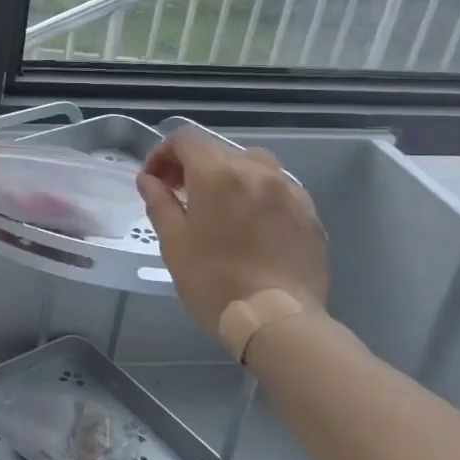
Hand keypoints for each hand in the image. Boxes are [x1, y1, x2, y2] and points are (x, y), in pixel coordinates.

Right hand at [136, 129, 328, 333]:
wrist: (276, 320)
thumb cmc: (213, 280)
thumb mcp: (173, 241)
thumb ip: (159, 201)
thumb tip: (149, 179)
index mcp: (218, 174)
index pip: (185, 139)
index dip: (163, 153)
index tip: (155, 181)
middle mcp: (257, 171)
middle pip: (218, 150)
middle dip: (193, 166)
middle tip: (180, 196)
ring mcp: (290, 191)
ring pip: (253, 165)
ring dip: (229, 176)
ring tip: (220, 207)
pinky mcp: (309, 214)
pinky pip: (279, 190)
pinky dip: (258, 196)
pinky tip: (251, 226)